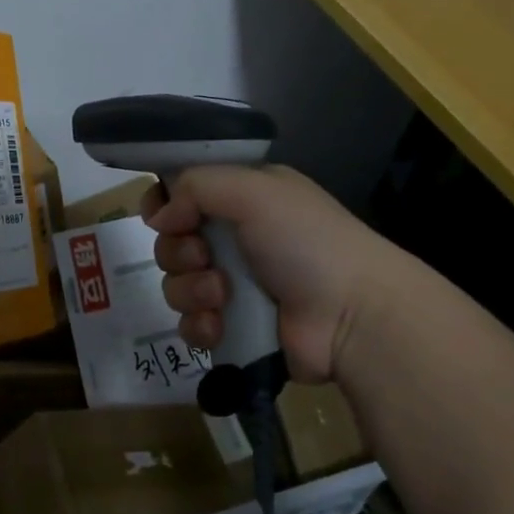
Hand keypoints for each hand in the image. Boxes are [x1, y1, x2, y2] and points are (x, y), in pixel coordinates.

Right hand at [144, 165, 400, 383]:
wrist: (353, 317)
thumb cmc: (306, 241)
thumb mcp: (254, 191)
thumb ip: (196, 186)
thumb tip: (160, 217)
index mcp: (244, 198)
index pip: (184, 192)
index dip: (164, 203)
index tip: (163, 217)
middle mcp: (236, 237)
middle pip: (172, 241)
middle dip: (180, 252)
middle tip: (205, 257)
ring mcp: (235, 285)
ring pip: (176, 284)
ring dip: (191, 290)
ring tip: (222, 297)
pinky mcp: (234, 328)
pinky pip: (190, 324)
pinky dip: (200, 325)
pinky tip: (220, 326)